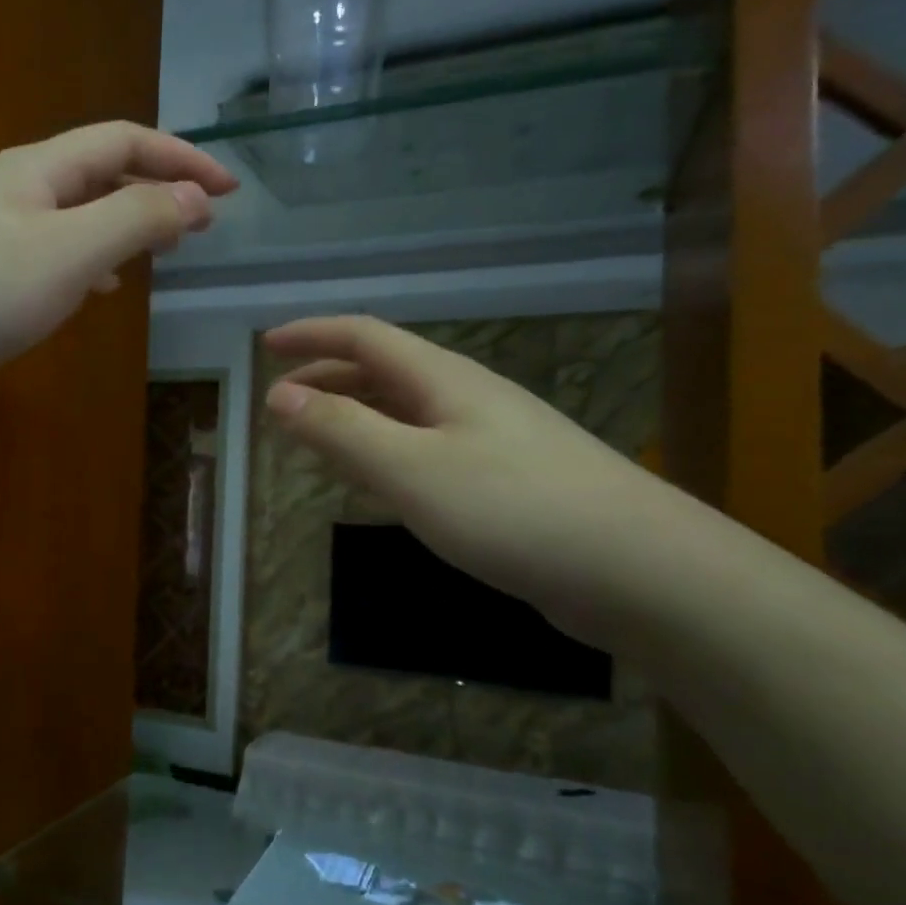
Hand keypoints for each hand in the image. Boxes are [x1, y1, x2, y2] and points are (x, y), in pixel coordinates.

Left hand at [0, 121, 235, 388]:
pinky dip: (86, 265)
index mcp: (36, 170)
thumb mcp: (70, 252)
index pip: (123, 141)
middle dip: (154, 189)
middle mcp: (13, 192)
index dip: (180, 158)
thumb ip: (136, 219)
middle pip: (96, 173)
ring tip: (158, 253)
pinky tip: (95, 291)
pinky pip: (49, 257)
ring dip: (121, 226)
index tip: (229, 189)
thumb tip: (194, 199)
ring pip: (73, 218)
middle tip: (199, 223)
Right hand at [263, 315, 699, 648]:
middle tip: (282, 402)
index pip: (365, 337)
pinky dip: (387, 453)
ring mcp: (493, 439)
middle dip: (328, 379)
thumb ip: (342, 431)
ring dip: (356, 417)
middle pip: (385, 372)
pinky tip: (382, 483)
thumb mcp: (411, 469)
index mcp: (443, 380)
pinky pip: (428, 450)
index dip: (312, 335)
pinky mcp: (507, 482)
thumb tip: (278, 395)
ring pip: (406, 413)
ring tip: (318, 439)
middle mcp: (467, 398)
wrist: (639, 569)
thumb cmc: (514, 509)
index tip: (266, 346)